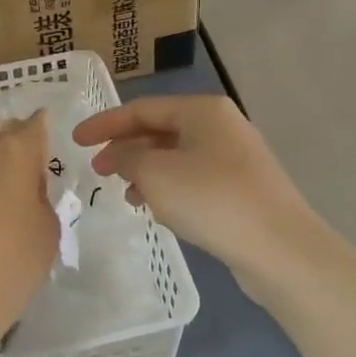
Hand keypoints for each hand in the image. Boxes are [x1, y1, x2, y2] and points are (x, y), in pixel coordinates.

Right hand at [72, 96, 321, 284]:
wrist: (280, 248)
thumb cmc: (212, 200)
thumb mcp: (156, 174)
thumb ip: (127, 158)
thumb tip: (119, 154)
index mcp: (203, 110)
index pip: (142, 108)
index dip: (104, 124)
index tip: (75, 141)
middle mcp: (222, 126)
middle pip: (161, 130)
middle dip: (127, 149)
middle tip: (98, 171)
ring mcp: (236, 158)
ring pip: (177, 156)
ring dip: (147, 171)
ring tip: (126, 194)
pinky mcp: (243, 189)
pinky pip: (194, 179)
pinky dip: (170, 188)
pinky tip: (158, 210)